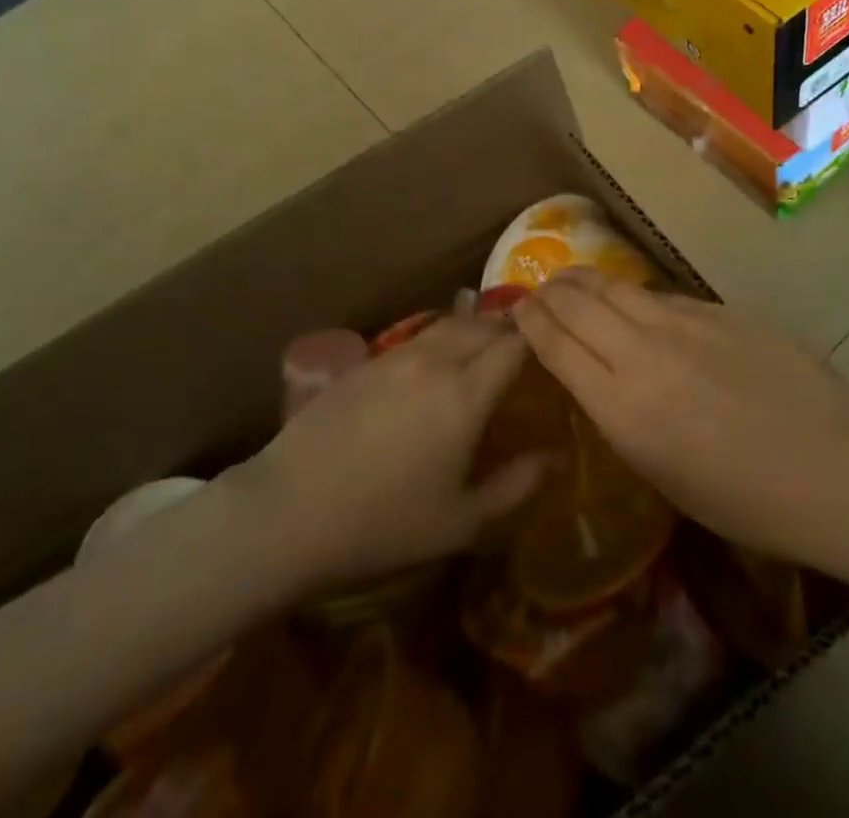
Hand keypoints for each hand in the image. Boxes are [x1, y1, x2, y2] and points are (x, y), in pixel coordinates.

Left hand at [234, 318, 545, 594]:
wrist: (290, 510)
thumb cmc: (384, 524)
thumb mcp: (462, 521)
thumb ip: (517, 485)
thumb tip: (558, 456)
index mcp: (466, 394)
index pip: (514, 344)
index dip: (538, 337)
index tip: (555, 343)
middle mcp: (436, 361)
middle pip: (483, 325)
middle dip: (510, 327)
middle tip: (527, 341)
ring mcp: (397, 356)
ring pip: (449, 324)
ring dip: (475, 325)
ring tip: (488, 339)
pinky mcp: (367, 362)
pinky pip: (418, 336)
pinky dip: (442, 336)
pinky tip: (439, 356)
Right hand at [511, 269, 848, 568]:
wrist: (836, 467)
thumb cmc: (749, 502)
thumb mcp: (665, 476)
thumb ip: (623, 417)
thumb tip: (601, 378)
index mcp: (623, 408)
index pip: (555, 345)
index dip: (529, 323)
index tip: (516, 314)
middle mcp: (642, 353)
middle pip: (576, 302)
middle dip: (548, 293)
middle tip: (538, 293)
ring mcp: (683, 323)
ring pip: (615, 286)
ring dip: (584, 281)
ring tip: (572, 282)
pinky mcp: (717, 309)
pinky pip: (660, 296)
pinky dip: (634, 297)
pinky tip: (637, 305)